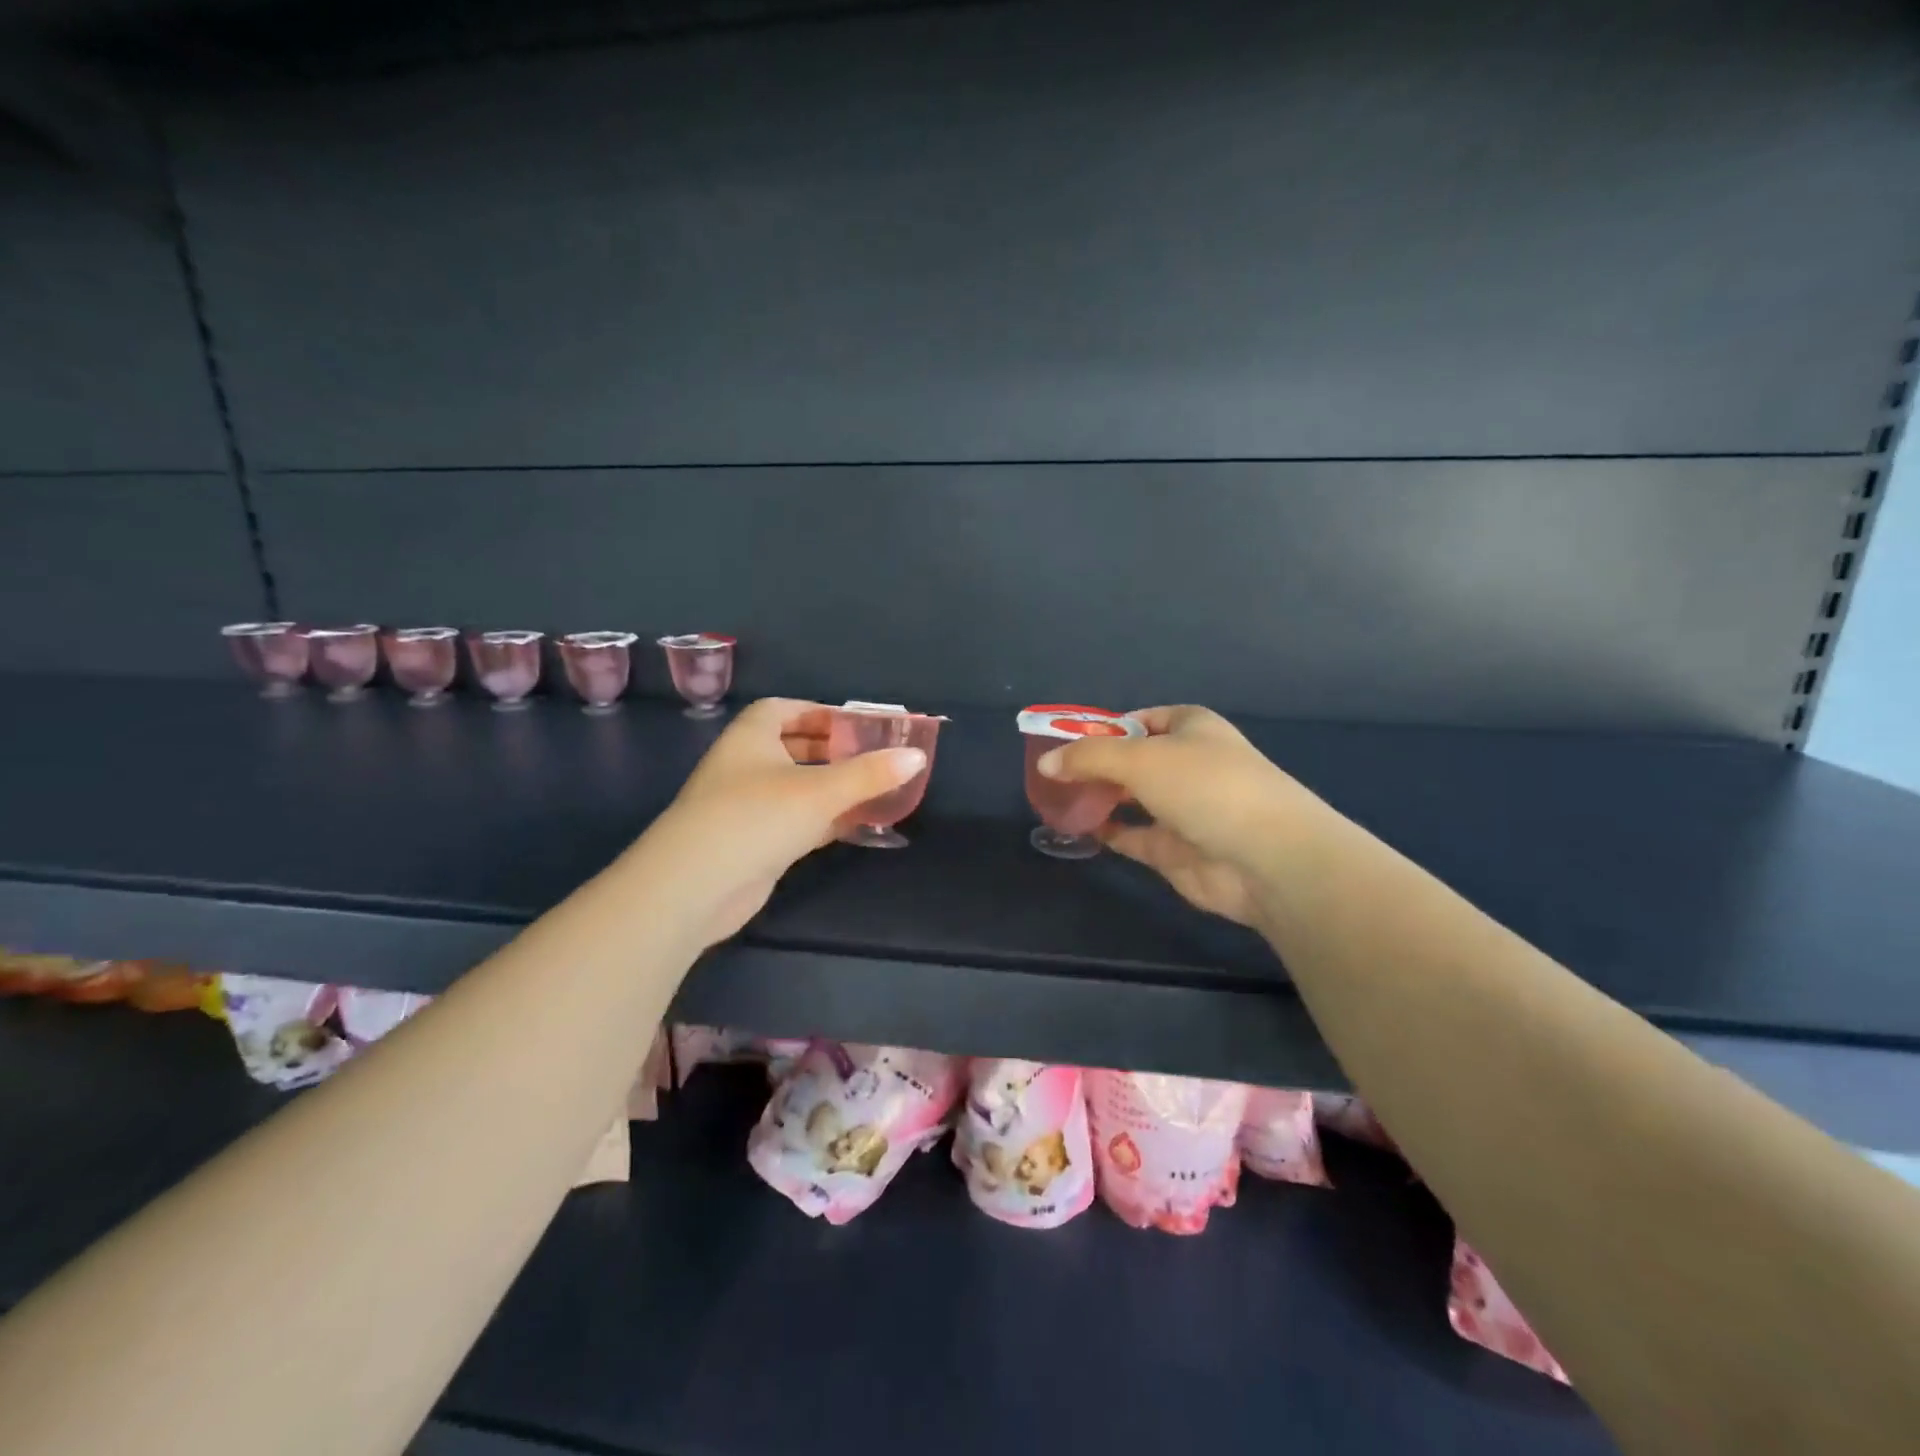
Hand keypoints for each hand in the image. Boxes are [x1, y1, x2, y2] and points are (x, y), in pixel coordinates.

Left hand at [628, 699, 927, 946]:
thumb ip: (870, 774)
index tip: (856, 723)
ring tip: (877, 788)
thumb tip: (916, 755)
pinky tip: (859, 824)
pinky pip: (798, 821)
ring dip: (834, 788)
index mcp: (752, 737)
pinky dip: (827, 819)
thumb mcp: (820, 790)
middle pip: (793, 748)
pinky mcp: (755, 843)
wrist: (696, 886)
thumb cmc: (756, 817)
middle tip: (875, 756)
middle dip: (833, 751)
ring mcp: (749, 807)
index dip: (819, 712)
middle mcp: (746, 766)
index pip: (784, 710)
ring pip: (799, 787)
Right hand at [1035, 706, 1321, 927]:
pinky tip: (1077, 829)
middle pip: (1133, 760)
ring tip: (1056, 799)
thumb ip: (1088, 757)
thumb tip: (1046, 763)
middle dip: (1096, 766)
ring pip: (1132, 799)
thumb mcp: (1139, 758)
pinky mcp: (1176, 849)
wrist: (1267, 858)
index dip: (1106, 728)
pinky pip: (1132, 835)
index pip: (1142, 720)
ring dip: (1099, 799)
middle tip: (1053, 774)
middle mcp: (1188, 764)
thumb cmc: (1205, 786)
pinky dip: (1107, 832)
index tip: (1068, 741)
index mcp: (1191, 728)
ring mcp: (1184, 809)